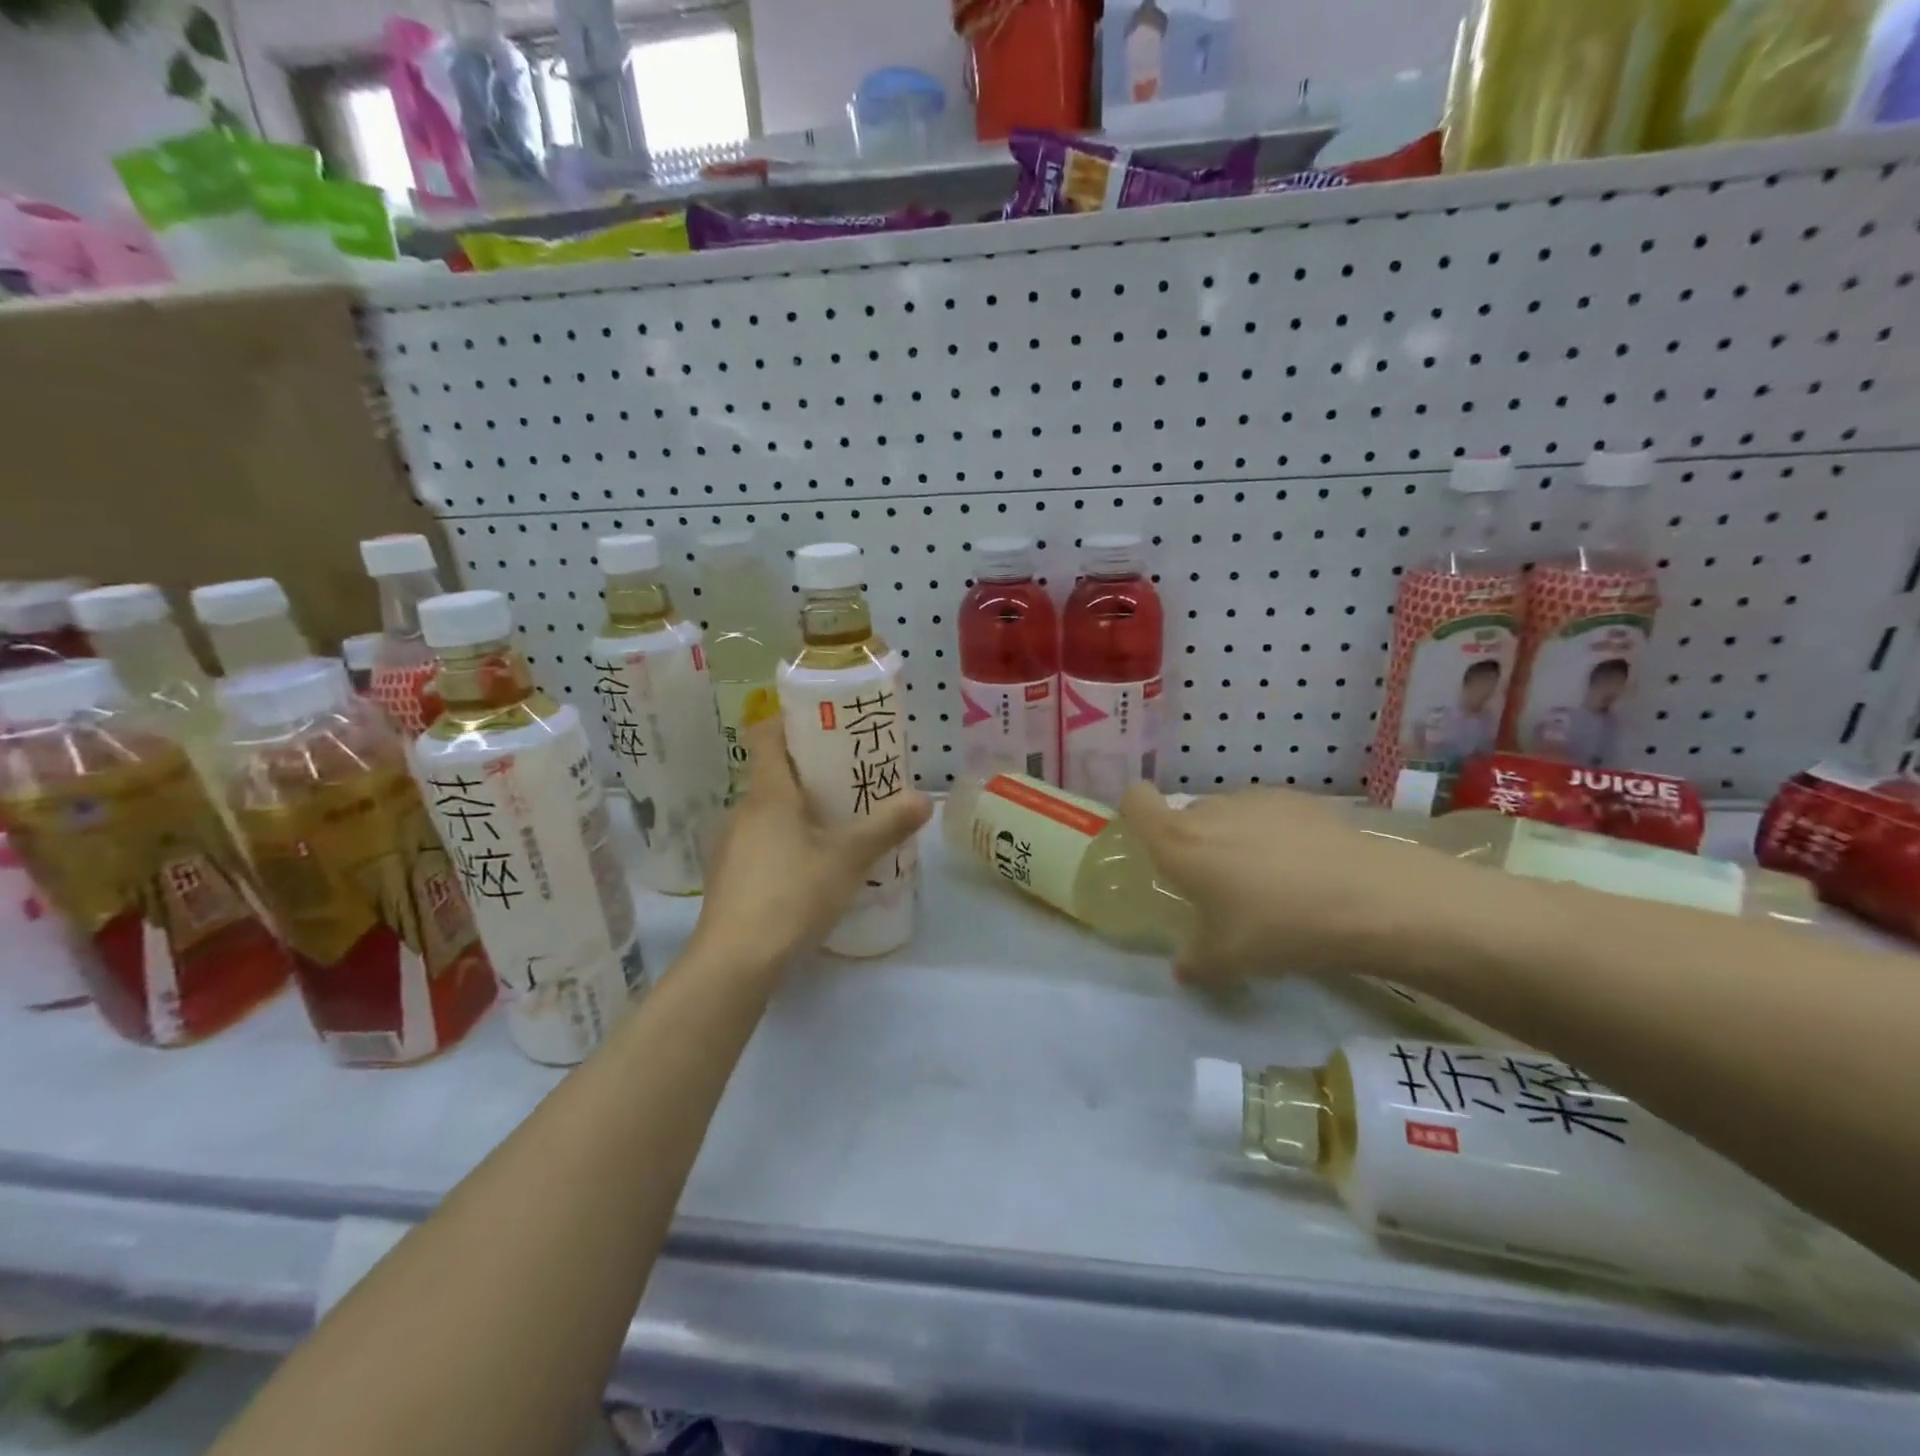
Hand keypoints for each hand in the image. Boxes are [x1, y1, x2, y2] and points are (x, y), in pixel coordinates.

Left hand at [691, 716, 931, 972]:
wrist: (735, 961)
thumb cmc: (792, 893)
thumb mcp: (849, 858)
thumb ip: (887, 826)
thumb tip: (925, 798)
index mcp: (768, 793)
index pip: (767, 735)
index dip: (791, 721)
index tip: (825, 722)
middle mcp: (743, 811)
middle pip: (773, 774)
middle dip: (810, 770)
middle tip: (851, 776)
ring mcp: (730, 845)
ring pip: (768, 812)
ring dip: (799, 809)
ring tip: (838, 822)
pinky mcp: (729, 877)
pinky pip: (761, 842)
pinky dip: (786, 840)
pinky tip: (812, 867)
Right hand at [1118, 784, 1496, 983]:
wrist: (1369, 899)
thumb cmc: (1278, 927)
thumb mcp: (1228, 960)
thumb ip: (1193, 962)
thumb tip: (1182, 969)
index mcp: (1179, 842)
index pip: (1135, 801)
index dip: (1134, 812)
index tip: (1150, 842)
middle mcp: (1210, 810)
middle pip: (1184, 814)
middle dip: (1192, 844)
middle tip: (1216, 886)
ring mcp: (1257, 799)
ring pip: (1228, 814)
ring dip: (1233, 839)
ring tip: (1267, 881)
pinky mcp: (1299, 799)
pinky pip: (1268, 815)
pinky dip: (1273, 835)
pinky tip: (1304, 869)